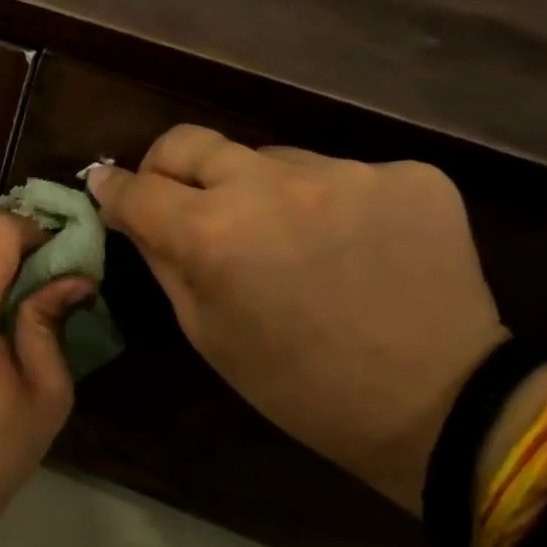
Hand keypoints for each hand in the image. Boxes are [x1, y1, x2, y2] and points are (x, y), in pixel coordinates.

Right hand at [89, 127, 505, 514]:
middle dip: (167, 166)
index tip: (107, 188)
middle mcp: (271, 185)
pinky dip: (326, 201)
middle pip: (189, 142)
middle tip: (178, 197)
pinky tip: (349, 244)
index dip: (113, 188)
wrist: (440, 405)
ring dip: (259, 190)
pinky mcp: (407, 174)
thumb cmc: (297, 385)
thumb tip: (134, 213)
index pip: (137, 187)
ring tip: (288, 239)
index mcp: (212, 234)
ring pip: (269, 159)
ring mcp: (345, 172)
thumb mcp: (207, 332)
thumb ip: (164, 260)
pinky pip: (337, 173)